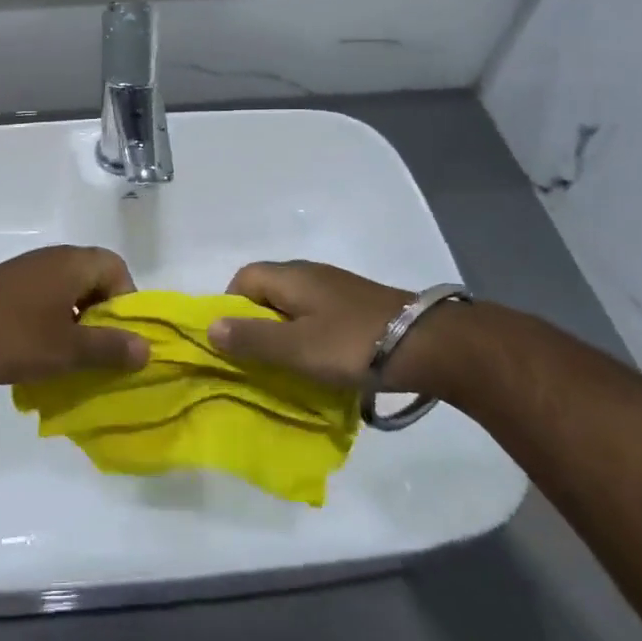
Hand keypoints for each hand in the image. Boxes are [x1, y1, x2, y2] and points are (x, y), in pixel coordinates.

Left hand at [0, 246, 148, 386]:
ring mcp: (26, 272)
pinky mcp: (6, 288)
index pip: (118, 270)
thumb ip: (109, 348)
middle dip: (103, 317)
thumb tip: (146, 348)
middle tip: (100, 351)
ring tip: (72, 357)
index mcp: (73, 263)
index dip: (127, 303)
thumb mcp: (67, 349)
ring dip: (76, 322)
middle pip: (94, 280)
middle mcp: (52, 259)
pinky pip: (43, 300)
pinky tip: (40, 352)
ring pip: (68, 293)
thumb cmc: (12, 335)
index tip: (121, 338)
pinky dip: (51, 323)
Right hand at [209, 261, 473, 396]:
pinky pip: (319, 317)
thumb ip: (252, 338)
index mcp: (291, 276)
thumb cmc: (354, 344)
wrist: (432, 345)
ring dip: (285, 333)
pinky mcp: (359, 307)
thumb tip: (209, 327)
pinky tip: (322, 363)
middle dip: (257, 324)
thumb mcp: (296, 348)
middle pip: (268, 292)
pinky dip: (311, 337)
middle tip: (258, 359)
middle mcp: (311, 274)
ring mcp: (338, 289)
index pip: (243, 278)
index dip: (230, 306)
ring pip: (295, 306)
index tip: (234, 341)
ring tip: (289, 366)